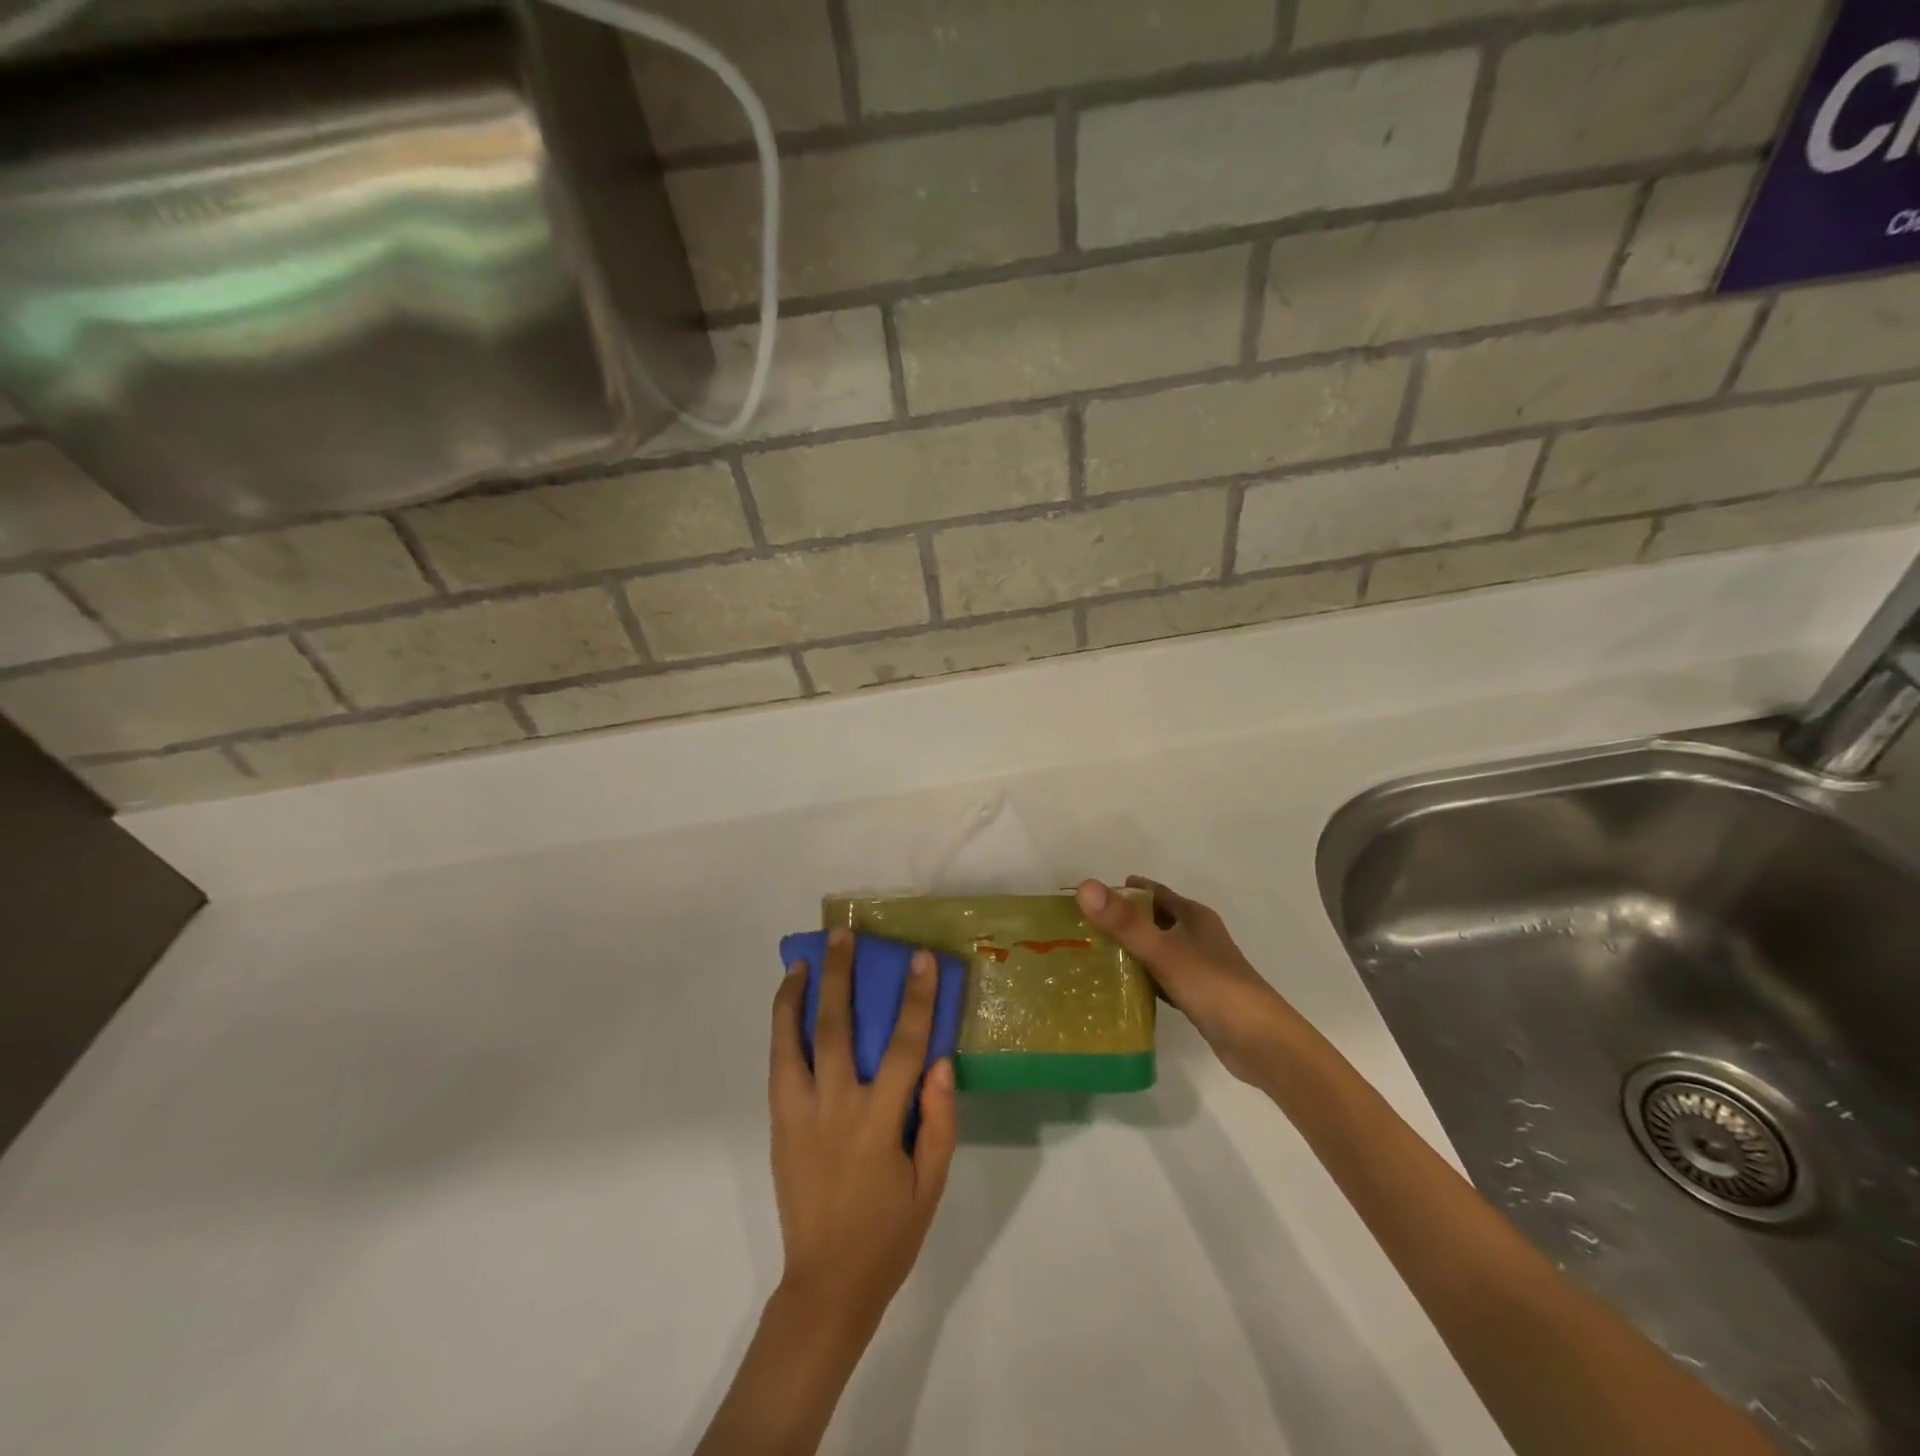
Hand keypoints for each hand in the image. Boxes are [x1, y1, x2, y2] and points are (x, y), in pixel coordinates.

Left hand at [769, 927, 956, 1339]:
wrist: (826, 1284)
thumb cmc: (889, 1233)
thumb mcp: (932, 1184)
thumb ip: (937, 1120)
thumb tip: (939, 1061)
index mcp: (878, 1123)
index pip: (904, 1046)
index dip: (915, 999)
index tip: (921, 959)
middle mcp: (835, 1107)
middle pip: (837, 1027)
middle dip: (842, 975)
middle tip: (844, 936)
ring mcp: (799, 1114)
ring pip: (793, 1040)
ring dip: (797, 995)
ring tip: (803, 960)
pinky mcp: (779, 1124)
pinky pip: (778, 1065)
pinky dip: (782, 1029)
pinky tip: (789, 1008)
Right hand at [1076, 876, 1296, 1084]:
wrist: (1260, 1043)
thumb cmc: (1213, 986)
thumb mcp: (1164, 951)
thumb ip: (1124, 922)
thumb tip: (1084, 886)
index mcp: (1193, 916)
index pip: (1153, 892)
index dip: (1124, 890)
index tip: (1090, 897)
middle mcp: (1197, 936)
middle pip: (1154, 920)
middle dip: (1123, 920)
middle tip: (1083, 928)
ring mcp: (1199, 967)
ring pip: (1158, 950)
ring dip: (1131, 950)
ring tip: (1093, 956)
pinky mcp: (1198, 996)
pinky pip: (1162, 978)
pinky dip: (1142, 979)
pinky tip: (1121, 989)